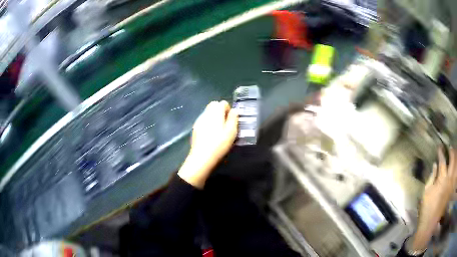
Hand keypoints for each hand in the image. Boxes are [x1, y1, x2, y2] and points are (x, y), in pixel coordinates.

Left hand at [178, 101, 237, 188]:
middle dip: (220, 111)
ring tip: (218, 130)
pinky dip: (208, 123)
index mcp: (216, 112)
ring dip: (214, 117)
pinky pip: (203, 120)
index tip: (231, 120)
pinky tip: (210, 135)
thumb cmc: (219, 144)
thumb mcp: (231, 132)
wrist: (202, 157)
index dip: (228, 109)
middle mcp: (206, 113)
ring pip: (207, 112)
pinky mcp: (195, 128)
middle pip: (213, 105)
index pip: (222, 103)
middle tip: (225, 123)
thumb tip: (234, 110)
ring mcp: (199, 121)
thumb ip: (233, 119)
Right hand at [409, 147, 456, 251]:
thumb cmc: (426, 209)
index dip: (441, 152)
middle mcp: (448, 179)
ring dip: (454, 160)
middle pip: (452, 161)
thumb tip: (435, 165)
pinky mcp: (450, 191)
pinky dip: (454, 170)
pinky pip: (454, 177)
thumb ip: (431, 177)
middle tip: (450, 148)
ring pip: (454, 168)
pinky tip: (453, 168)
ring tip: (453, 155)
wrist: (429, 225)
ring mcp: (450, 185)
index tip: (439, 147)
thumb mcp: (426, 193)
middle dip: (451, 152)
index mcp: (441, 179)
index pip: (442, 161)